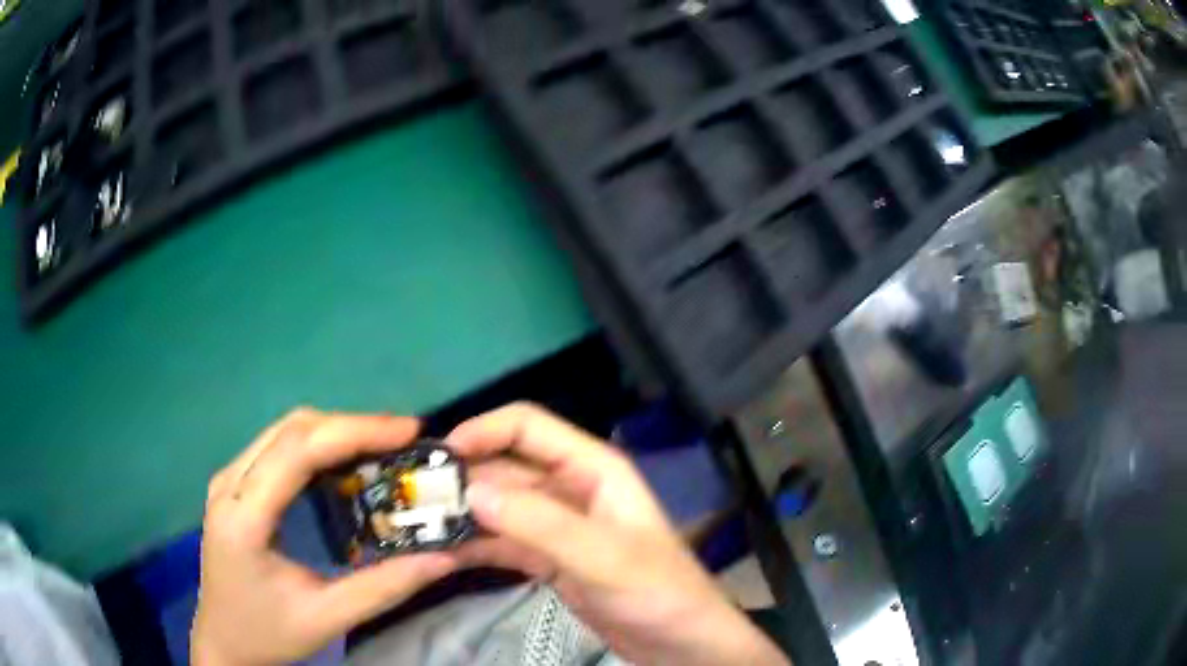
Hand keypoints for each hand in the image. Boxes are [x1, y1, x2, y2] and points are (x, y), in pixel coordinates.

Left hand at [192, 409, 458, 665]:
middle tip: (402, 439)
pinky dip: (317, 445)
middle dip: (351, 426)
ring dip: (334, 430)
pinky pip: (277, 446)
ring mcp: (228, 480)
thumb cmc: (269, 634)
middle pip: (291, 429)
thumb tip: (443, 557)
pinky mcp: (234, 485)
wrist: (223, 641)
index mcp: (244, 518)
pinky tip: (344, 462)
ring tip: (382, 446)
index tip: (407, 432)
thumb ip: (384, 588)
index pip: (297, 451)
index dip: (353, 431)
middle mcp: (229, 484)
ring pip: (284, 431)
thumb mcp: (327, 619)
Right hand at [449, 403, 789, 665]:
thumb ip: (541, 524)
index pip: (529, 427)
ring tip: (418, 528)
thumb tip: (471, 490)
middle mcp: (570, 489)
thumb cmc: (657, 591)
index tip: (439, 456)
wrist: (679, 643)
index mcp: (592, 469)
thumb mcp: (603, 557)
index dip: (483, 430)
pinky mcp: (547, 559)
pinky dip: (474, 546)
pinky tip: (441, 555)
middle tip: (415, 499)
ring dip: (462, 515)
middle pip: (505, 467)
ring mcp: (556, 526)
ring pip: (498, 507)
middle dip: (463, 479)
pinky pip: (502, 543)